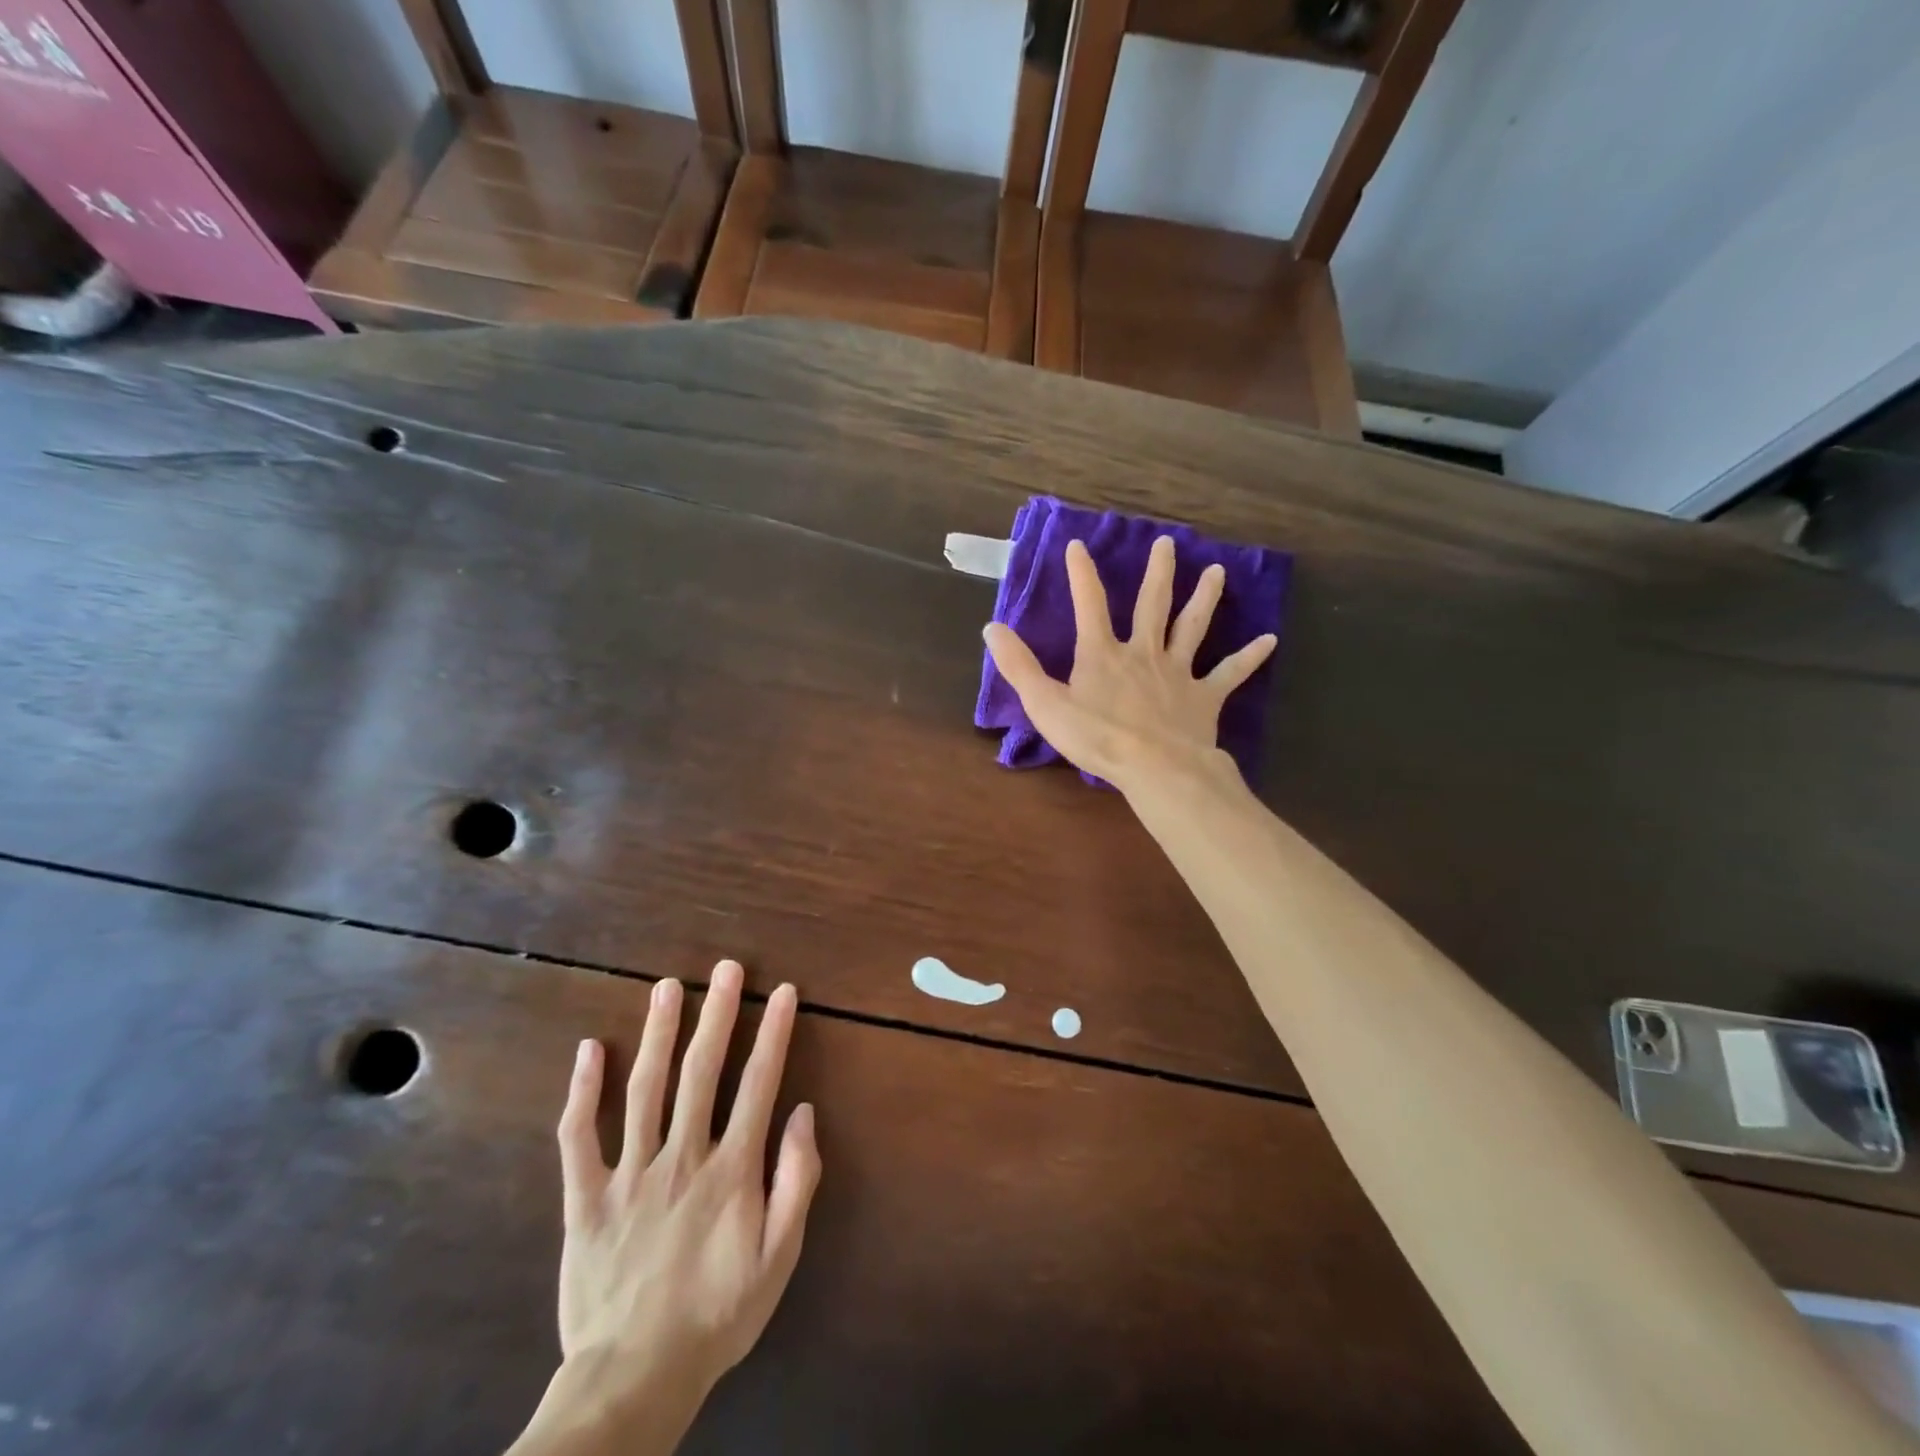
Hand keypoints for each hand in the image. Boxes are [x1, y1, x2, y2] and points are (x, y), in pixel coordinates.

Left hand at [511, 962, 820, 1455]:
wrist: (634, 1378)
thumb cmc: (718, 1314)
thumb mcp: (779, 1257)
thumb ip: (796, 1181)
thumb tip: (804, 1113)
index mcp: (731, 1169)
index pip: (759, 1083)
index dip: (774, 1033)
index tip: (784, 992)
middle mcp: (682, 1156)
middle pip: (701, 1071)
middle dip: (718, 1013)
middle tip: (727, 969)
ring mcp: (629, 1174)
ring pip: (644, 1089)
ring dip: (658, 1033)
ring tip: (667, 987)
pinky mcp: (586, 1198)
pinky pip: (578, 1138)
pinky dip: (581, 1092)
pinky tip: (588, 1050)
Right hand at [983, 535, 1274, 793]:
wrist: (1154, 767)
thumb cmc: (1096, 738)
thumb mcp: (1045, 704)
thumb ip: (1019, 666)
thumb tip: (992, 627)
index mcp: (1103, 653)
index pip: (1088, 604)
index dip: (1081, 574)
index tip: (1077, 545)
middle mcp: (1143, 652)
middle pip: (1152, 604)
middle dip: (1157, 573)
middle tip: (1167, 542)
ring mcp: (1178, 672)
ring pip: (1192, 627)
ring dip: (1204, 598)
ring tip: (1217, 571)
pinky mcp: (1204, 697)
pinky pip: (1229, 673)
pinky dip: (1249, 657)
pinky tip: (1270, 640)